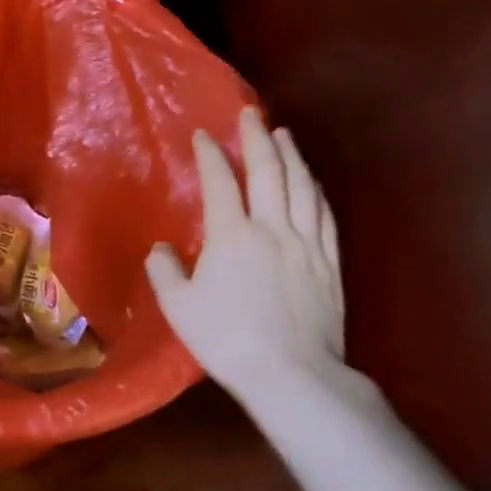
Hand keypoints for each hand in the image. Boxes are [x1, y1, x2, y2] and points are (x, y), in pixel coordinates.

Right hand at [147, 108, 379, 413]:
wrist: (291, 375)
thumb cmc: (227, 339)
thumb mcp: (179, 307)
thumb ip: (165, 271)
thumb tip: (161, 249)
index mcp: (232, 235)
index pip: (220, 182)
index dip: (211, 154)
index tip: (204, 135)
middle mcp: (272, 228)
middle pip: (268, 172)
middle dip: (257, 138)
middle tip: (251, 114)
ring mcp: (306, 244)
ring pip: (301, 187)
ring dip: (291, 156)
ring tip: (284, 134)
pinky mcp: (329, 263)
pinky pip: (324, 216)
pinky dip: (316, 191)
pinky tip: (313, 181)